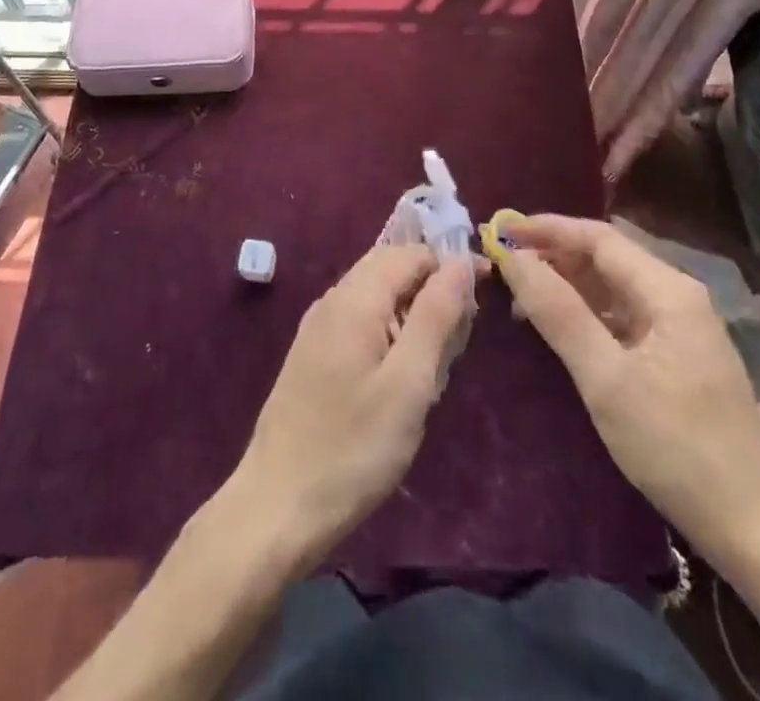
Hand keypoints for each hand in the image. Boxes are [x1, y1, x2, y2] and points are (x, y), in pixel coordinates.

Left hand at [228, 244, 473, 572]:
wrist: (276, 506)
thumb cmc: (352, 448)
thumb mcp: (408, 383)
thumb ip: (435, 316)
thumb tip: (459, 264)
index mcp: (355, 298)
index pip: (411, 253)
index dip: (450, 268)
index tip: (483, 302)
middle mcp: (333, 299)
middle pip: (391, 268)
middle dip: (431, 290)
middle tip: (459, 340)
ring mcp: (318, 327)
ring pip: (376, 295)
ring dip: (412, 314)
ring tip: (435, 365)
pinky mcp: (313, 354)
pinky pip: (360, 321)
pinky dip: (389, 333)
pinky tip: (401, 377)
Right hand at [495, 214, 759, 562]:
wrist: (755, 531)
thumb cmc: (676, 448)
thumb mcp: (606, 379)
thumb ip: (558, 312)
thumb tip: (515, 258)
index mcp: (668, 290)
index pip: (598, 237)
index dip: (547, 229)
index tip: (501, 233)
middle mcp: (677, 295)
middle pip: (607, 257)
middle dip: (554, 254)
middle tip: (504, 264)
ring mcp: (681, 326)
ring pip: (613, 286)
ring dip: (568, 283)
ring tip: (521, 294)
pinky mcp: (678, 355)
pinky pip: (623, 314)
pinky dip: (587, 312)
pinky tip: (560, 327)